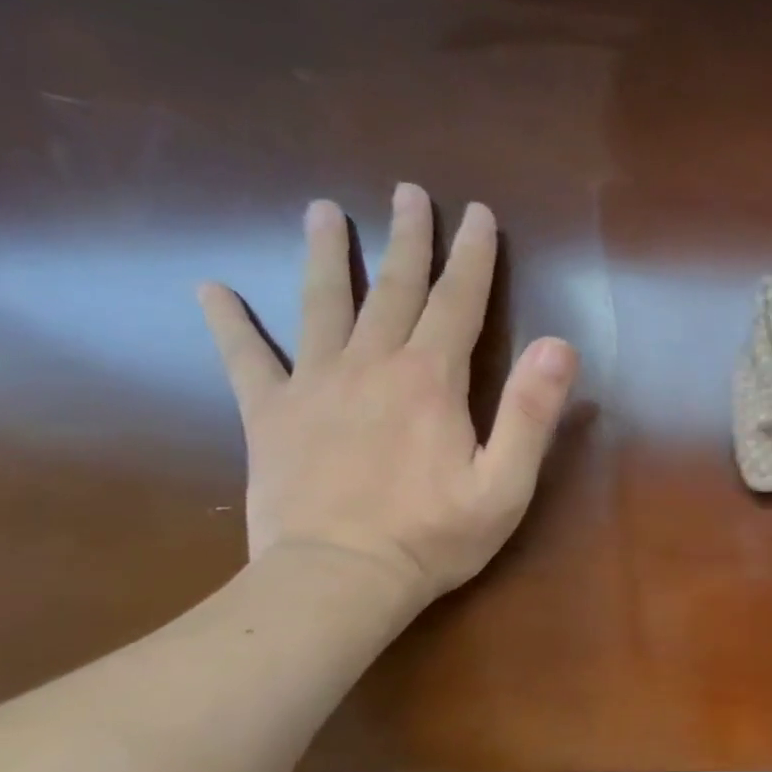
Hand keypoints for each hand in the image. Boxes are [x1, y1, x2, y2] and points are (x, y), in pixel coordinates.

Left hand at [198, 183, 577, 608]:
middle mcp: (372, 365)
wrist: (338, 580)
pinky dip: (228, 322)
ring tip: (322, 211)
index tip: (477, 213)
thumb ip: (531, 412)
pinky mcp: (270, 415)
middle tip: (408, 192)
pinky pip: (245, 358)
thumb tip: (559, 344)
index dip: (473, 256)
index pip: (459, 301)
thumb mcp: (506, 483)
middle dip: (407, 238)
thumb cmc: (435, 535)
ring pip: (321, 305)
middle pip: (394, 288)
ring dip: (326, 255)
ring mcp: (314, 385)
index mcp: (432, 379)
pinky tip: (212, 289)